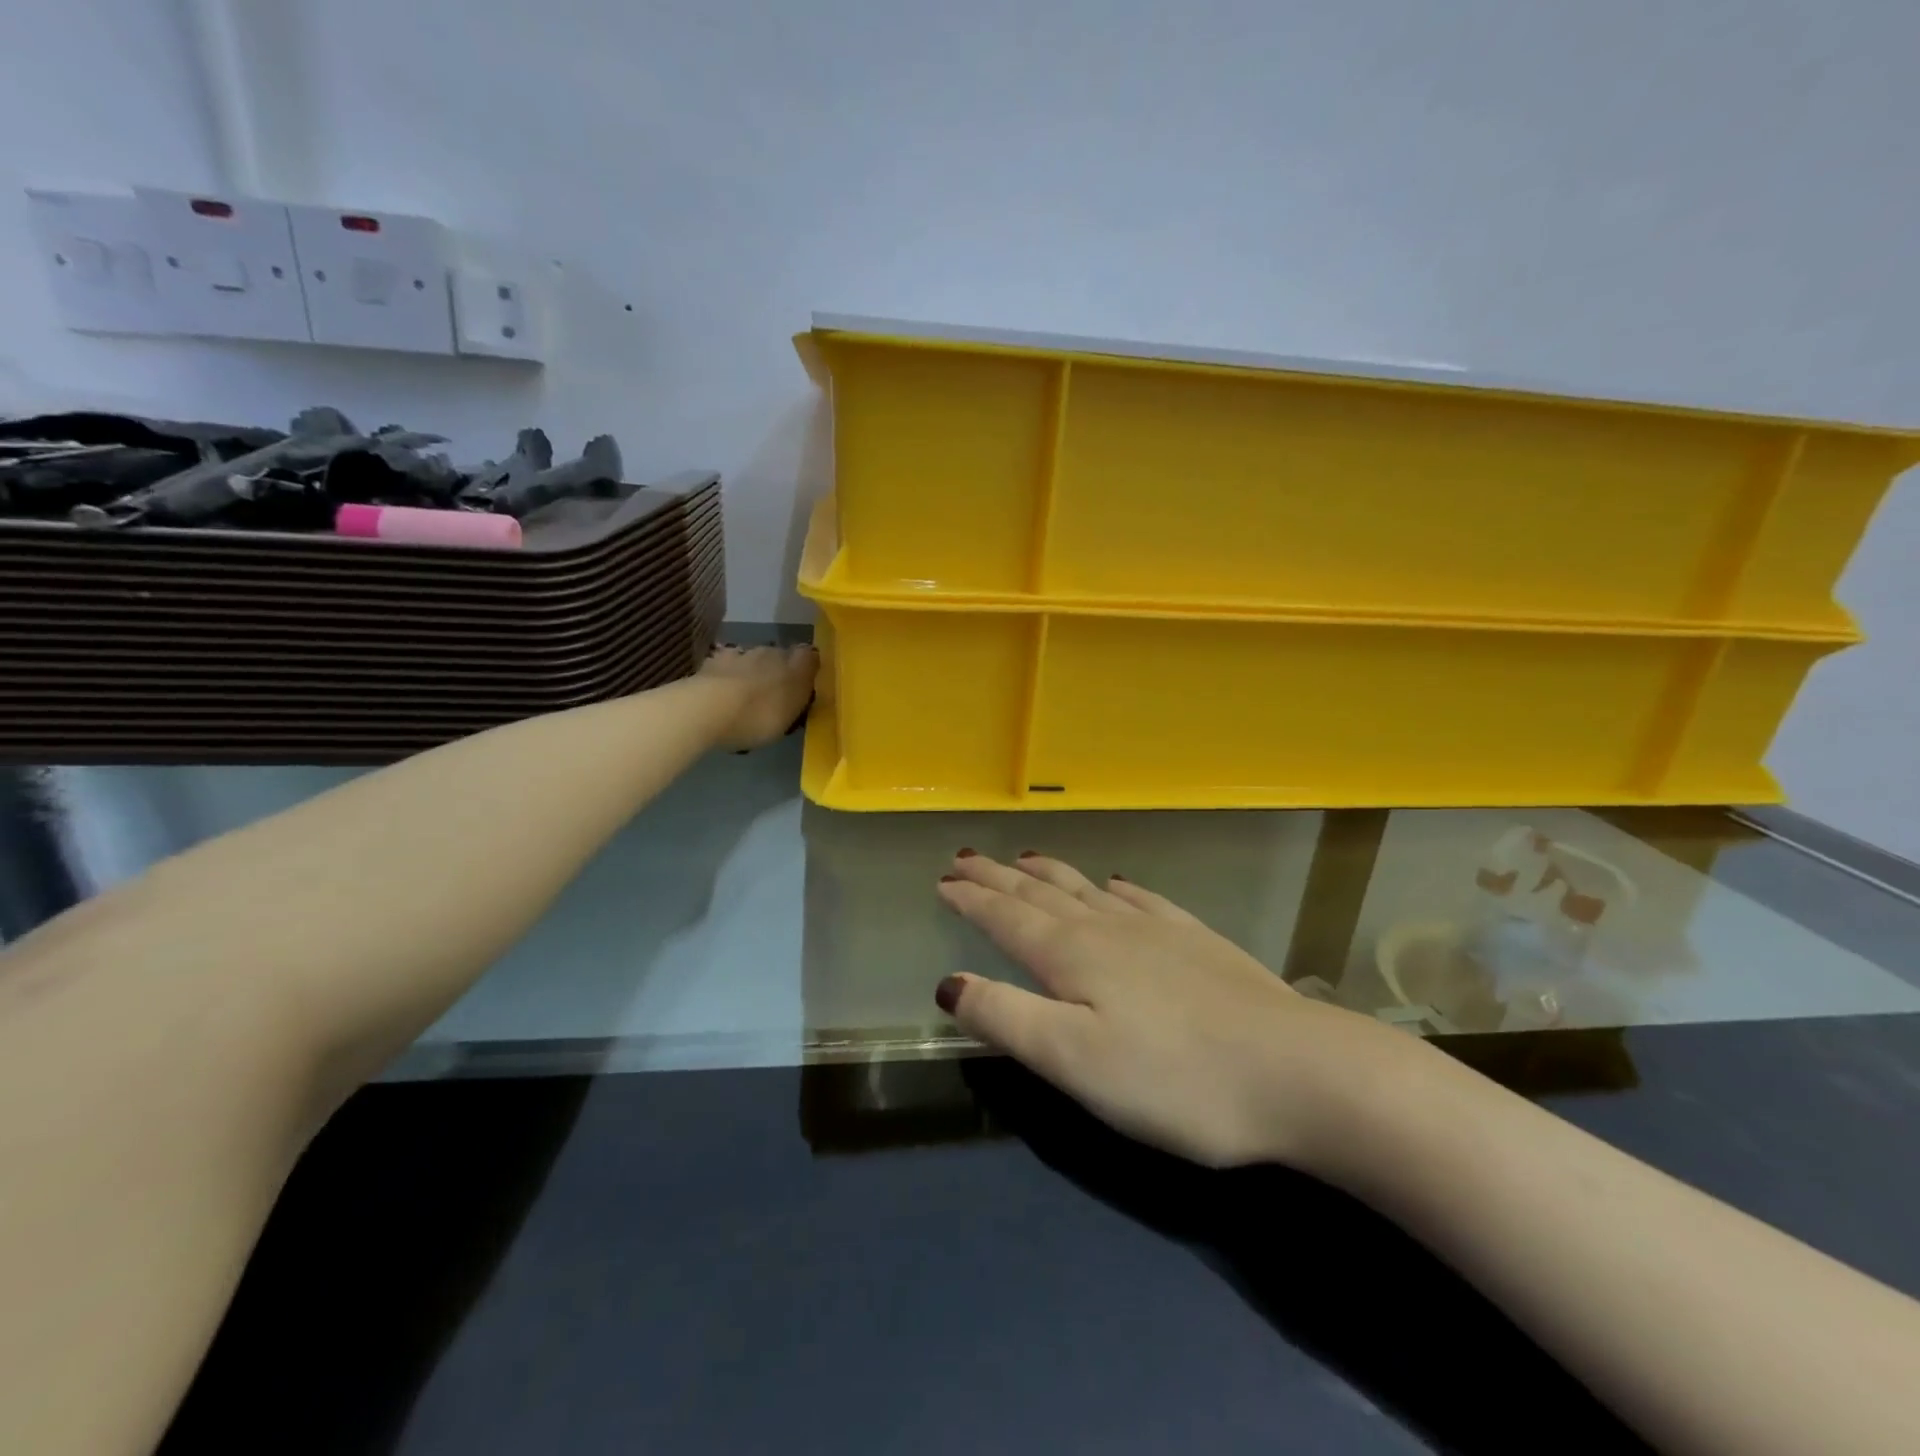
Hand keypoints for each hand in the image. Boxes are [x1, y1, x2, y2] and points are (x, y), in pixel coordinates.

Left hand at [696, 643, 817, 750]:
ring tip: (745, 695)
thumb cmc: (760, 715)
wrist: (709, 709)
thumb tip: (805, 680)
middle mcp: (768, 652)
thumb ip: (801, 694)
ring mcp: (737, 654)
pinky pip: (724, 665)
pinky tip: (721, 692)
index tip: (806, 681)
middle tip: (773, 693)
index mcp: (794, 664)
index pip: (808, 655)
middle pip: (778, 655)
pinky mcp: (711, 662)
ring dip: (750, 671)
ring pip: (750, 658)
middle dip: (776, 669)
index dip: (807, 665)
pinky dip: (725, 675)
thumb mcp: (792, 713)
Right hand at [935, 851, 1417, 1169]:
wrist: (1300, 1072)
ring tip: (1026, 858)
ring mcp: (1158, 931)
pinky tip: (1117, 884)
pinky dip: (1118, 889)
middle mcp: (1108, 930)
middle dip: (998, 876)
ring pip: (1087, 891)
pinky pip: (1143, 900)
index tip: (943, 879)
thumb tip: (949, 983)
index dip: (971, 898)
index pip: (1006, 917)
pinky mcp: (1198, 942)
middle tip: (967, 857)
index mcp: (1072, 957)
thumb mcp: (1073, 1061)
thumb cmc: (1175, 1079)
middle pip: (1040, 894)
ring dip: (1050, 874)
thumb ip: (1007, 1018)